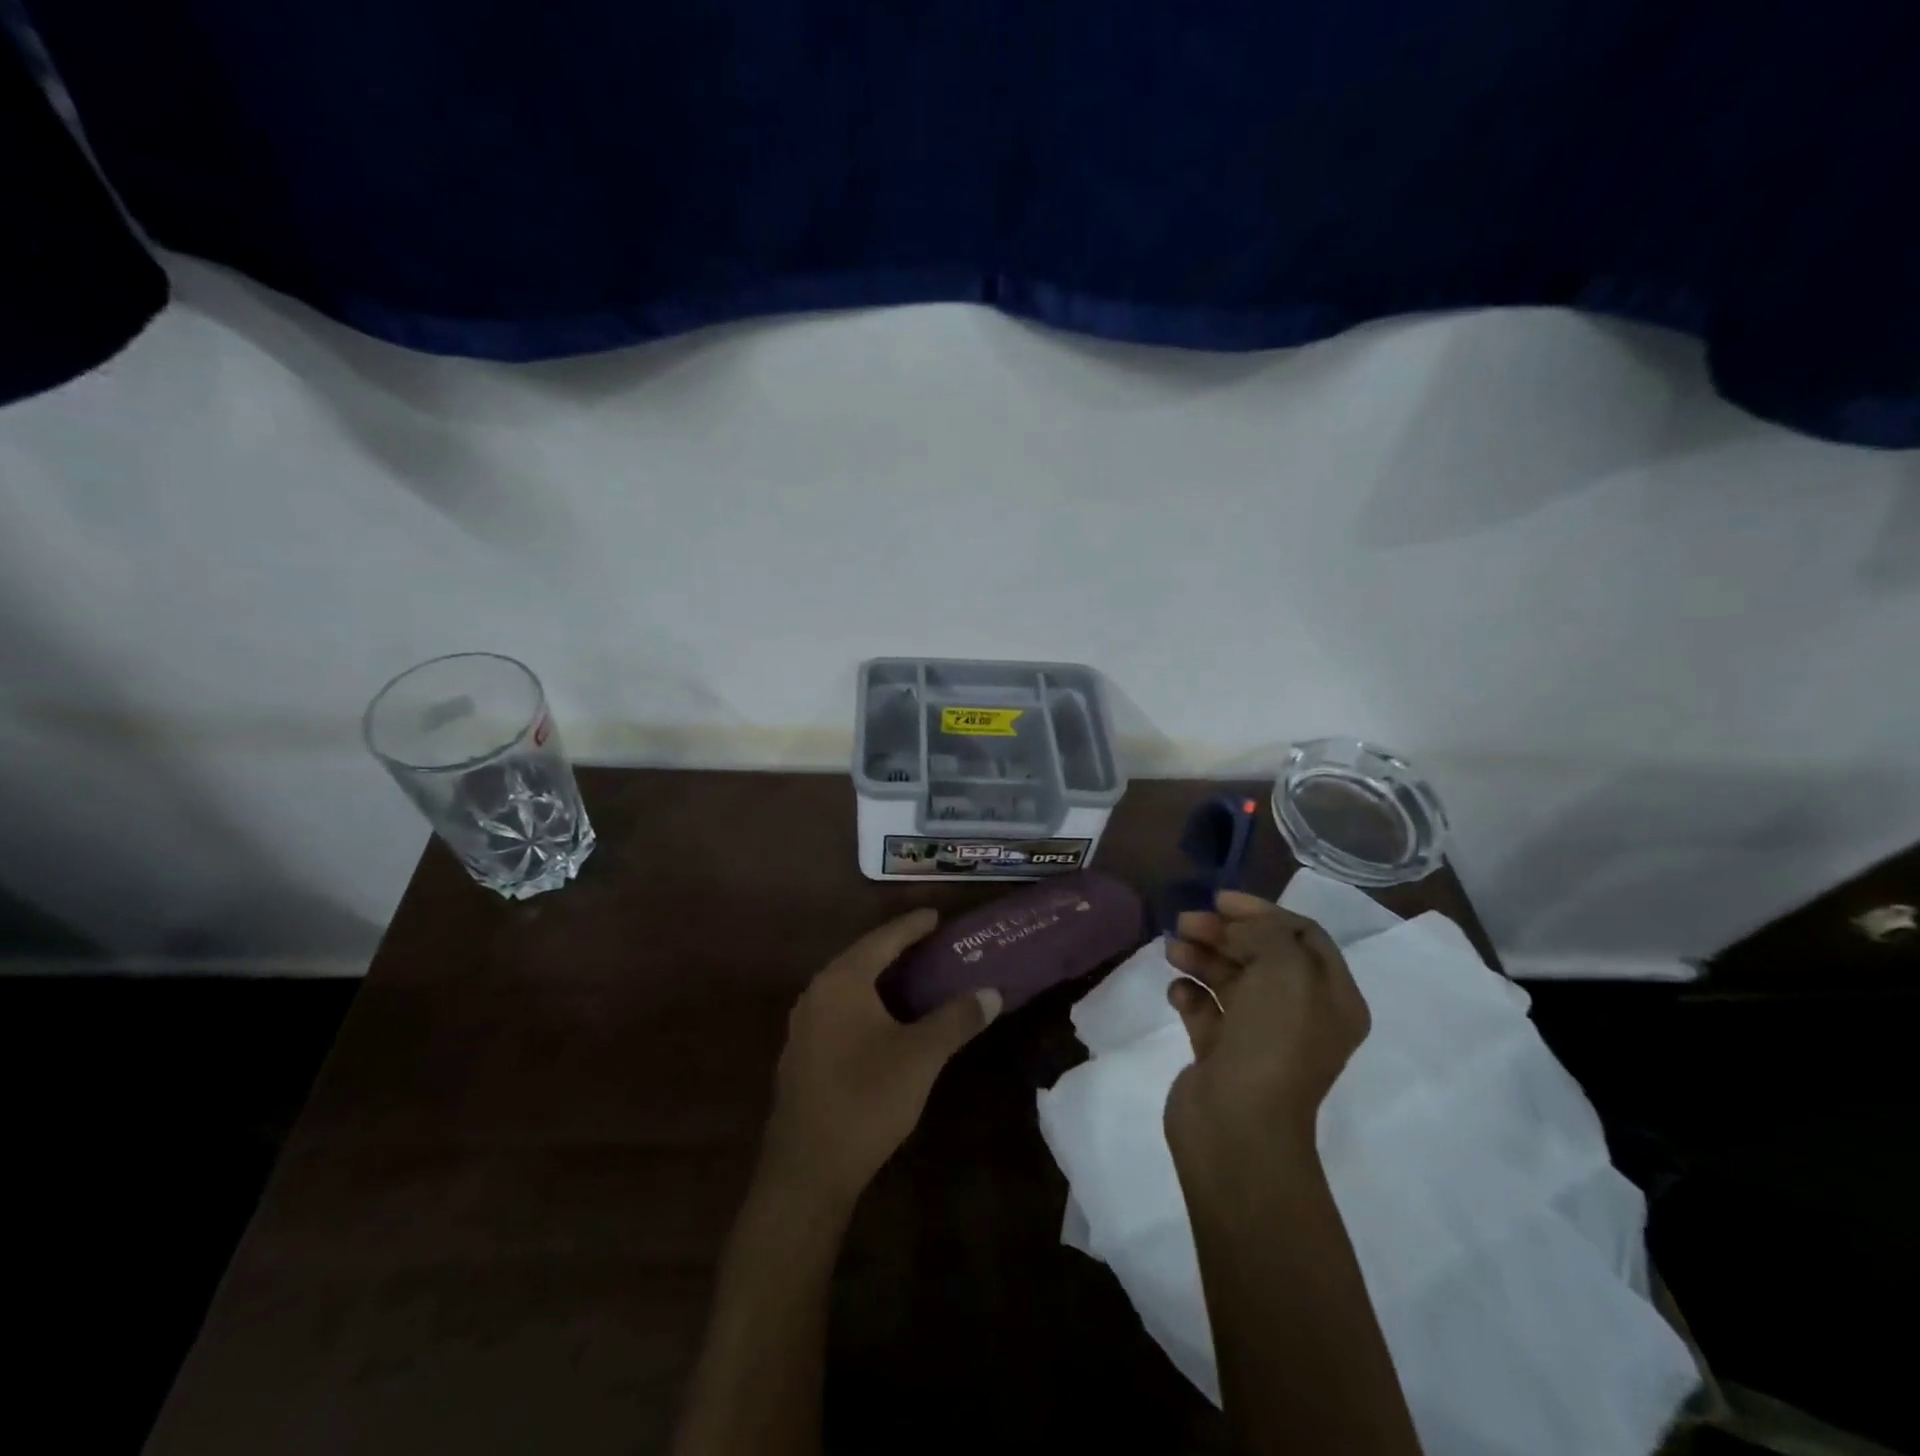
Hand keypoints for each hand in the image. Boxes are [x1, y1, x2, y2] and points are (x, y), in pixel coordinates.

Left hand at [759, 908, 1000, 1208]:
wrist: (807, 1170)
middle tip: (932, 943)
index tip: (937, 915)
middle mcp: (817, 993)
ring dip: (880, 978)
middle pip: (862, 957)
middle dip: (896, 949)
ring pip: (849, 985)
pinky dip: (866, 1002)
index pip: (883, 939)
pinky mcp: (803, 1053)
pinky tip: (886, 1019)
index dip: (912, 926)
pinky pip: (839, 1010)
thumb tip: (992, 992)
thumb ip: (956, 1019)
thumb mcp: (921, 1057)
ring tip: (914, 976)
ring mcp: (804, 1024)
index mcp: (842, 981)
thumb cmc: (866, 1100)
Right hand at [1163, 890, 1369, 1163]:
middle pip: (1261, 954)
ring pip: (1229, 979)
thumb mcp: (1285, 970)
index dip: (1263, 911)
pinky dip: (1189, 993)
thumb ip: (1266, 933)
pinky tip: (1178, 991)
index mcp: (1331, 998)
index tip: (1220, 900)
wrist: (1239, 1126)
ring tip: (1172, 949)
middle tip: (1186, 921)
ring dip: (1201, 956)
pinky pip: (1205, 1009)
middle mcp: (1300, 1014)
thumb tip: (1236, 931)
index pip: (1303, 935)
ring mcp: (1259, 1035)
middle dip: (1224, 931)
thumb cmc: (1273, 1042)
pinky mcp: (1222, 1052)